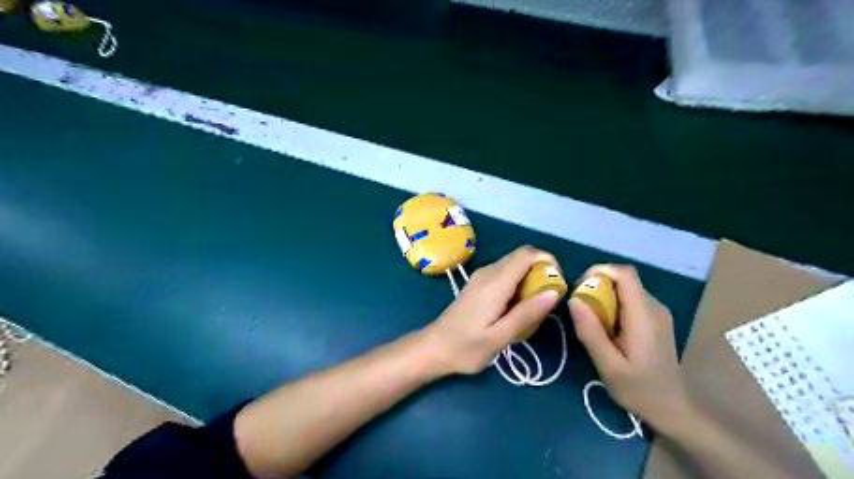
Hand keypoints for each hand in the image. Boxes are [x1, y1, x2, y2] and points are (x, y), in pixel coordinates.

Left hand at [419, 247, 561, 378]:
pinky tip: (515, 308)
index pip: (527, 254)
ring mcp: (481, 276)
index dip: (547, 261)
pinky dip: (517, 283)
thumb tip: (554, 292)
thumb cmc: (466, 347)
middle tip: (548, 300)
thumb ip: (526, 314)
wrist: (434, 347)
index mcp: (495, 282)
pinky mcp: (478, 283)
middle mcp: (488, 272)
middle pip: (521, 256)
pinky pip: (504, 273)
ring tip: (533, 308)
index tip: (558, 283)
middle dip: (541, 271)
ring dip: (529, 278)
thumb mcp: (500, 337)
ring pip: (513, 265)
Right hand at [566, 266, 692, 426]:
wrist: (673, 409)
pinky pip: (630, 300)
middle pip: (623, 279)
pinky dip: (613, 304)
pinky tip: (606, 328)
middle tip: (580, 308)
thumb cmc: (639, 389)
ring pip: (626, 289)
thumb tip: (573, 300)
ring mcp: (657, 312)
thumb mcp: (608, 365)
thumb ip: (591, 332)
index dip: (600, 271)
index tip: (579, 287)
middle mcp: (654, 307)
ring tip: (590, 320)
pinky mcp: (655, 319)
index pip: (625, 274)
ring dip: (604, 296)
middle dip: (597, 285)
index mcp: (644, 315)